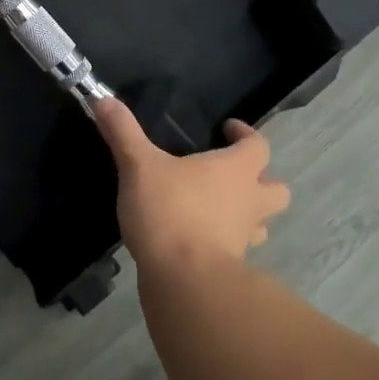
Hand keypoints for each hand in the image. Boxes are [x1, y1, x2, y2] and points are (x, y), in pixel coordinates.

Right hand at [95, 99, 290, 273]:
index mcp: (236, 170)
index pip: (259, 145)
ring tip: (222, 211)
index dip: (247, 135)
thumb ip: (123, 133)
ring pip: (263, 224)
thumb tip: (101, 99)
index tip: (229, 129)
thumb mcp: (139, 166)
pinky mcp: (232, 267)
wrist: (184, 280)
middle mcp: (249, 201)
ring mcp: (244, 238)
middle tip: (235, 177)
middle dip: (264, 181)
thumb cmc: (169, 211)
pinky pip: (238, 251)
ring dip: (250, 216)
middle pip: (277, 190)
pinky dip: (227, 244)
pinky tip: (201, 242)